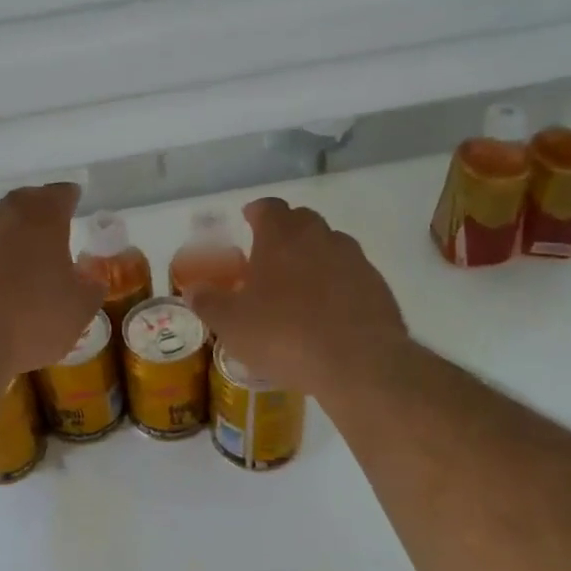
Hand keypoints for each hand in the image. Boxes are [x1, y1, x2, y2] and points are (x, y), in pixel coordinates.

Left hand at [0, 183, 105, 375]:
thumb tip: (90, 278)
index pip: (59, 194)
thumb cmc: (32, 320)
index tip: (75, 198)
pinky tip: (2, 286)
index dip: (69, 196)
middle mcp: (4, 222)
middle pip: (24, 202)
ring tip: (29, 258)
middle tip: (52, 220)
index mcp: (41, 220)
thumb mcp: (79, 310)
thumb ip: (90, 288)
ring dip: (14, 236)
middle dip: (39, 207)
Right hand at [187, 199, 410, 398]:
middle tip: (270, 255)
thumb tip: (192, 290)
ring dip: (314, 256)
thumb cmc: (284, 334)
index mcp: (281, 237)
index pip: (268, 208)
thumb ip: (209, 302)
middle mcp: (320, 237)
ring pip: (330, 245)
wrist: (358, 362)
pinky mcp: (378, 286)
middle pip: (302, 220)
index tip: (248, 219)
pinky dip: (338, 283)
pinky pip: (351, 274)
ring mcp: (354, 260)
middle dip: (286, 231)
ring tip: (300, 285)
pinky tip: (329, 311)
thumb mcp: (231, 324)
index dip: (257, 212)